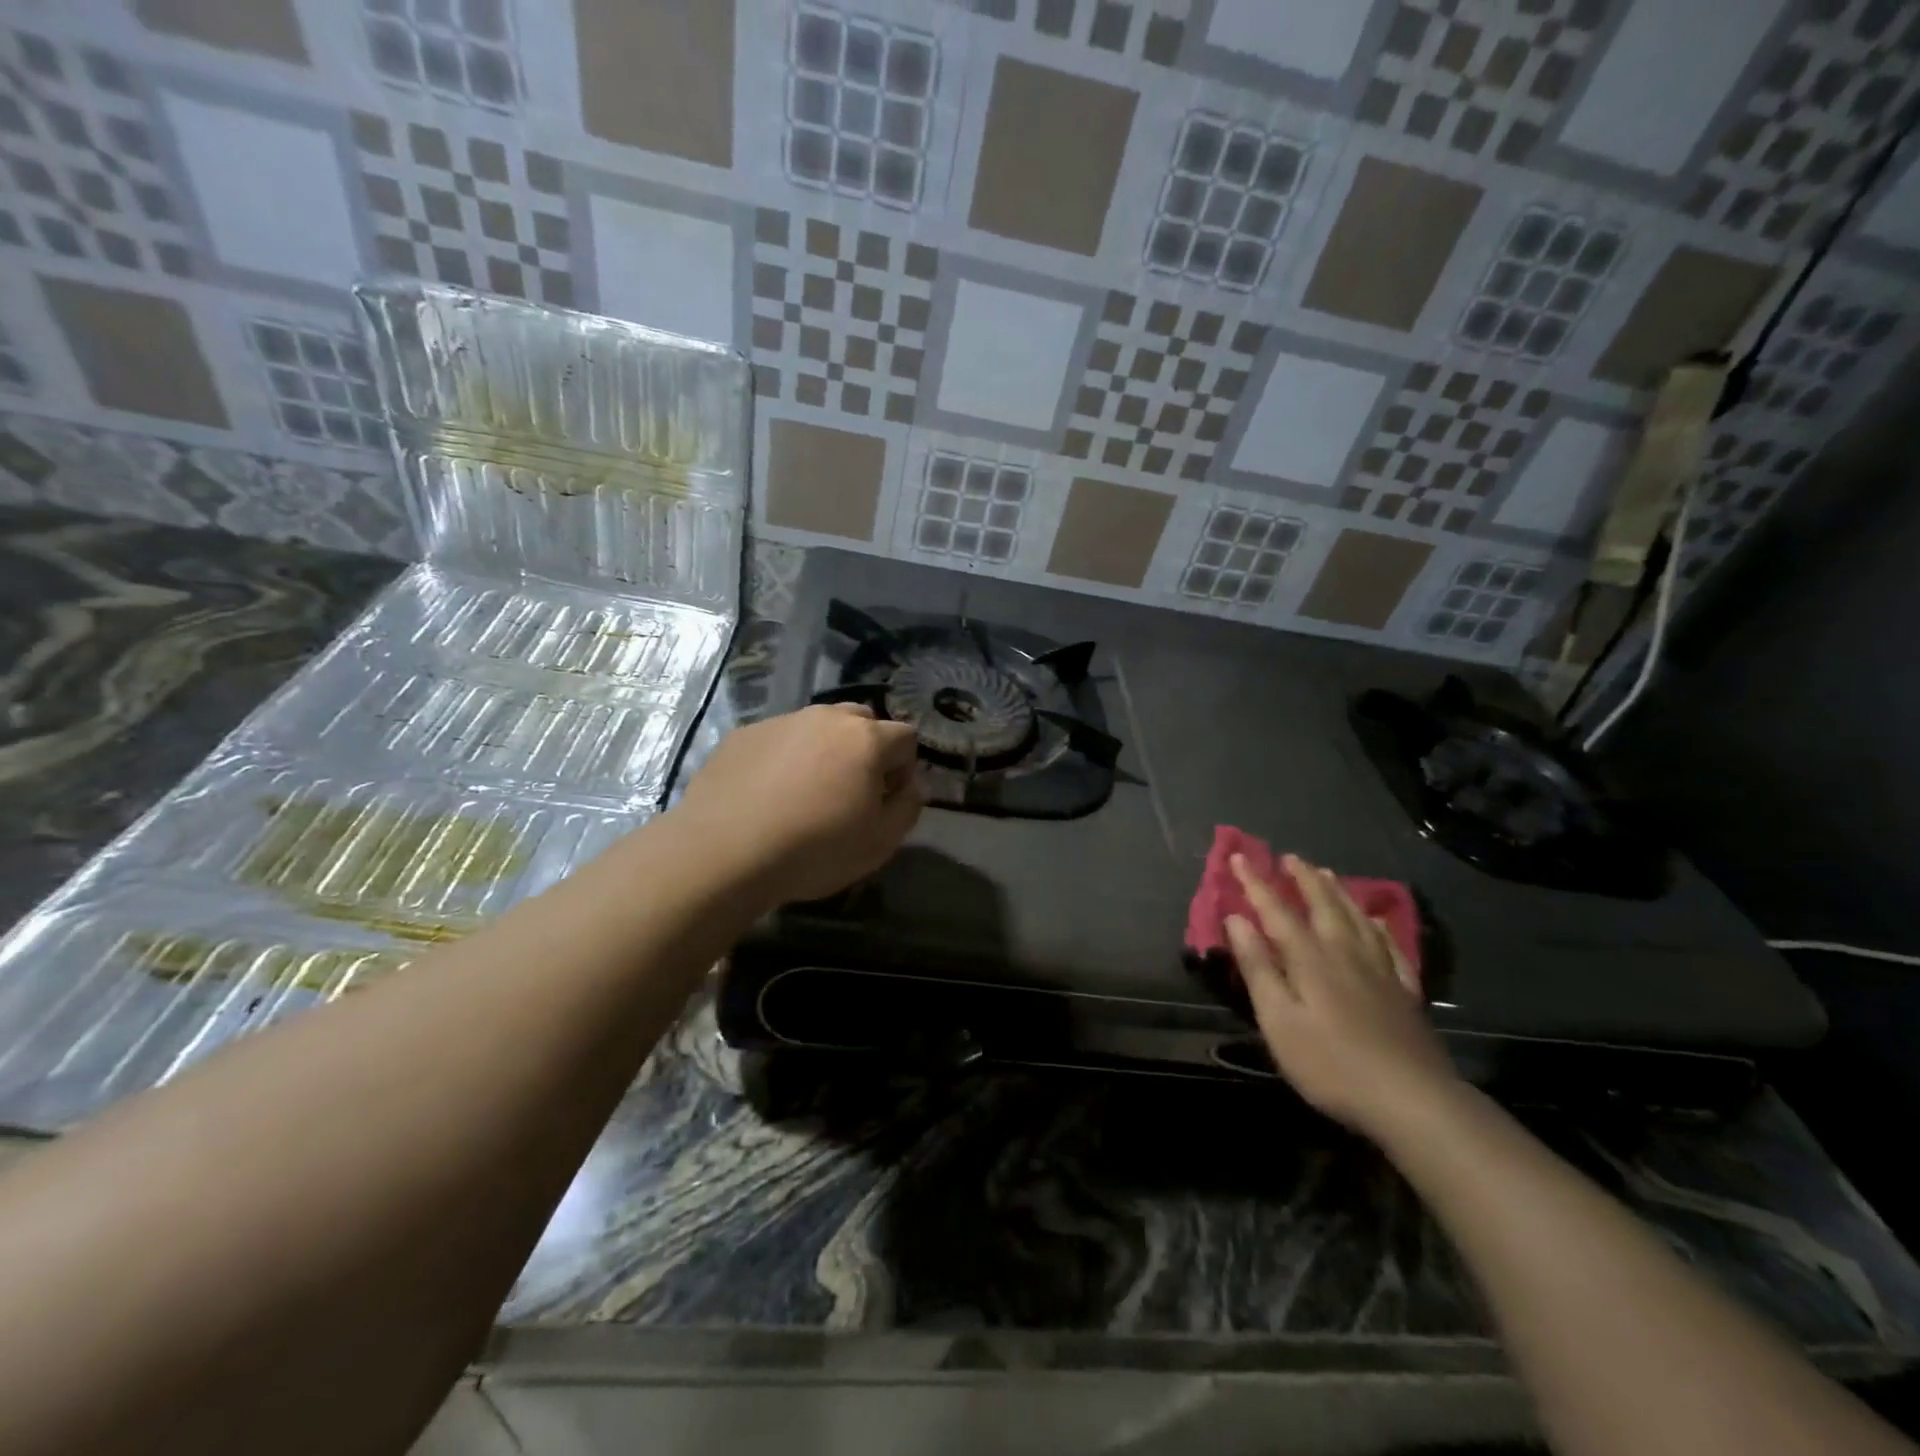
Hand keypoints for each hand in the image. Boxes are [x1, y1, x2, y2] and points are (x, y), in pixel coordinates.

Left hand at [673, 703, 922, 906]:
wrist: (725, 851)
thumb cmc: (814, 849)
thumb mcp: (880, 843)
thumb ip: (908, 807)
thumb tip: (909, 787)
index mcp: (866, 739)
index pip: (905, 737)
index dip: (904, 768)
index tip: (886, 800)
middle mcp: (825, 718)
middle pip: (861, 720)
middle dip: (866, 749)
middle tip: (850, 791)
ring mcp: (780, 722)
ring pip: (816, 727)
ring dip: (823, 751)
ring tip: (805, 794)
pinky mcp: (743, 735)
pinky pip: (778, 740)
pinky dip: (783, 759)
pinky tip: (767, 796)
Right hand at [1226, 854, 1460, 1139]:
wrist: (1412, 1100)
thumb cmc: (1331, 1064)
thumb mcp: (1279, 1020)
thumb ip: (1258, 968)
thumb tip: (1236, 919)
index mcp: (1310, 958)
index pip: (1276, 910)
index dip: (1255, 883)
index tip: (1238, 857)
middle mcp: (1345, 953)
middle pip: (1323, 906)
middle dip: (1303, 879)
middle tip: (1290, 857)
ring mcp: (1380, 971)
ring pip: (1357, 918)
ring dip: (1337, 893)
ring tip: (1326, 874)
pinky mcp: (1404, 992)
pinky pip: (1390, 946)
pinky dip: (1378, 927)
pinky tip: (1376, 922)